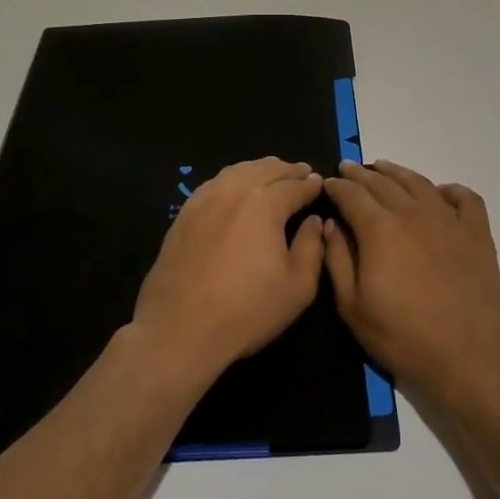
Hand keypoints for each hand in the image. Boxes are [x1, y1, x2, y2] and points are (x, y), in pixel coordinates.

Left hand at [131, 157, 325, 387]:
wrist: (180, 329)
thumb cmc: (247, 310)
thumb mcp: (298, 287)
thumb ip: (312, 247)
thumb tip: (314, 221)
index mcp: (265, 204)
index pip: (295, 185)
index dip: (310, 184)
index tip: (319, 183)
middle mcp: (234, 191)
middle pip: (265, 169)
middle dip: (287, 170)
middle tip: (301, 172)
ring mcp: (204, 200)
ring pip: (237, 171)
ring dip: (259, 169)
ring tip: (271, 173)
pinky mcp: (184, 214)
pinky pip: (213, 183)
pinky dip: (232, 178)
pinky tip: (235, 187)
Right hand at [322, 160, 499, 405]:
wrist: (468, 356)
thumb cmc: (403, 336)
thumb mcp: (352, 306)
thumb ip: (337, 259)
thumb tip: (331, 224)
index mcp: (379, 228)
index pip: (351, 194)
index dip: (336, 186)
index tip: (327, 183)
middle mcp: (413, 213)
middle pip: (382, 182)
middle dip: (360, 174)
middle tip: (348, 168)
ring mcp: (449, 220)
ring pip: (418, 182)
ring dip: (397, 172)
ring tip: (383, 168)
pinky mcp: (477, 233)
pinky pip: (465, 199)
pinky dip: (450, 190)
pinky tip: (440, 193)